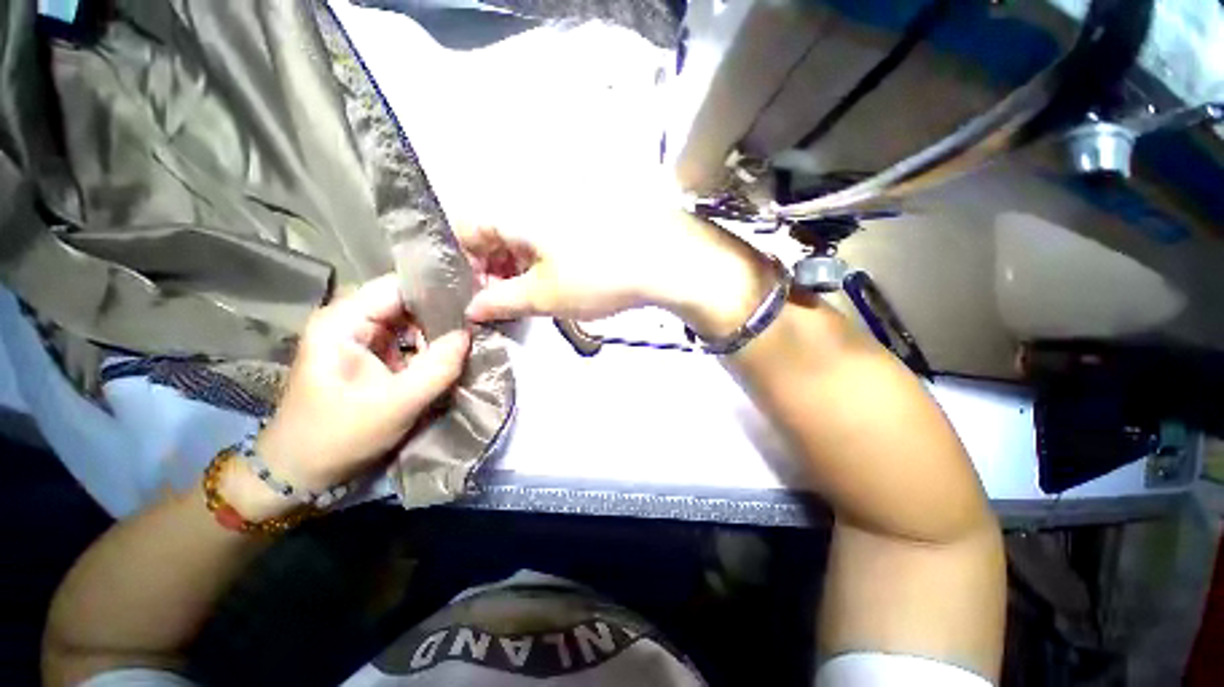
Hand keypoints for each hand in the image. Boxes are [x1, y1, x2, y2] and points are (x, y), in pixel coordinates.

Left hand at [224, 275, 469, 518]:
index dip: (437, 290)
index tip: (474, 301)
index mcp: (342, 321)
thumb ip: (438, 367)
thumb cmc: (339, 436)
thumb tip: (470, 334)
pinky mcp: (369, 356)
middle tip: (478, 323)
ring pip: (409, 321)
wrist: (300, 473)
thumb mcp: (397, 404)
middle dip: (442, 312)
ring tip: (470, 337)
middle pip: (405, 302)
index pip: (398, 286)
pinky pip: (406, 340)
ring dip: (438, 330)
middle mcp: (349, 320)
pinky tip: (450, 353)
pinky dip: (428, 345)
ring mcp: (359, 338)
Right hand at [461, 212, 776, 338]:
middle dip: (489, 270)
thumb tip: (472, 308)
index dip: (461, 265)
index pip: (464, 230)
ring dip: (516, 268)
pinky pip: (546, 238)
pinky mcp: (582, 219)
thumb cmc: (597, 277)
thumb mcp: (543, 296)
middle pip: (492, 233)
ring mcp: (559, 207)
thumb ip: (500, 302)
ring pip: (520, 237)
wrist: (664, 261)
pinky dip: (541, 261)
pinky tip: (553, 283)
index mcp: (513, 212)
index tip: (471, 295)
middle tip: (501, 303)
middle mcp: (531, 200)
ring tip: (529, 298)